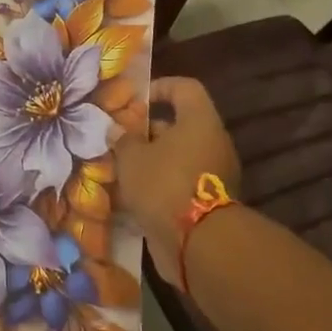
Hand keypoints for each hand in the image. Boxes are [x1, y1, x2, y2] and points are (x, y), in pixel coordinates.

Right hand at [112, 77, 240, 287]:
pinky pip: (180, 183)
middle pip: (179, 126)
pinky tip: (132, 196)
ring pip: (177, 157)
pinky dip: (158, 186)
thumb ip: (123, 140)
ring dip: (150, 161)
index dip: (159, 87)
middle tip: (119, 141)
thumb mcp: (132, 158)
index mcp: (199, 121)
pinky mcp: (208, 202)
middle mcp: (212, 143)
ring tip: (120, 170)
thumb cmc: (163, 185)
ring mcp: (214, 174)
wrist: (197, 243)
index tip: (134, 101)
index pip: (185, 88)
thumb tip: (117, 130)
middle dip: (147, 132)